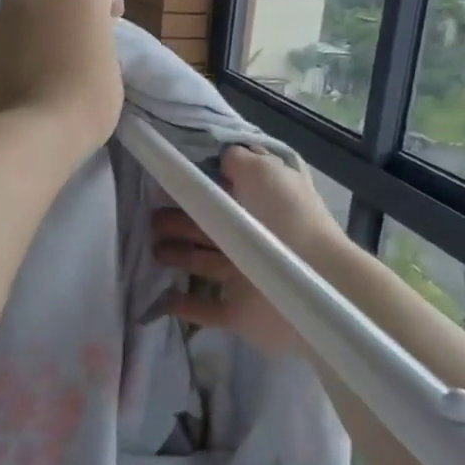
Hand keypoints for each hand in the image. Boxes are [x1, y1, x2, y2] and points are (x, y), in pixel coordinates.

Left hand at [0, 0, 124, 163]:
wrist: (29, 130)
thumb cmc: (84, 104)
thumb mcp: (111, 73)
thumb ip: (99, 45)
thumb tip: (84, 45)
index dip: (110, 2)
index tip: (110, 24)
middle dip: (69, 9)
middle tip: (72, 40)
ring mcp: (7, 9)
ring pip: (26, 4)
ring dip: (36, 19)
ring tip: (39, 50)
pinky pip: (1, 25)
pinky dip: (9, 37)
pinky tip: (14, 62)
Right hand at [151, 145, 345, 355]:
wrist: (315, 283)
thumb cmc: (286, 220)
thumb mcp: (265, 172)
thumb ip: (240, 159)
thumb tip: (223, 153)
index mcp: (261, 204)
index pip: (225, 190)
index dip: (197, 184)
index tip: (166, 178)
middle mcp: (255, 237)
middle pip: (209, 227)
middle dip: (178, 220)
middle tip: (150, 217)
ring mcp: (247, 276)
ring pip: (204, 263)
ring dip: (178, 255)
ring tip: (152, 249)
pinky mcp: (240, 311)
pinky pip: (208, 309)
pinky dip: (185, 305)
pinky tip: (162, 297)